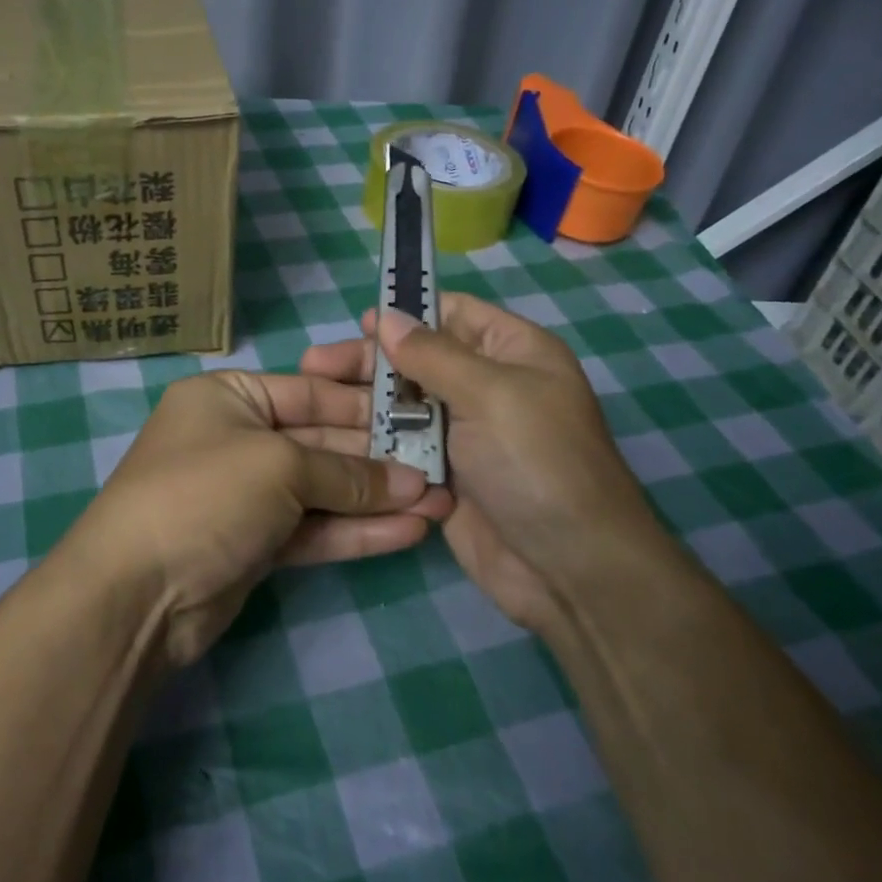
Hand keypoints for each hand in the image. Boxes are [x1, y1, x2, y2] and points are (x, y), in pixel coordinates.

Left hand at [61, 371, 452, 667]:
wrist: (136, 594)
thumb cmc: (205, 494)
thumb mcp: (279, 466)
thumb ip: (346, 473)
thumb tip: (412, 484)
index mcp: (229, 397)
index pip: (312, 392)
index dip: (367, 406)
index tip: (422, 415)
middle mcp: (237, 438)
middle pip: (322, 442)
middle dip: (380, 458)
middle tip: (443, 466)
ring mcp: (246, 495)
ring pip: (323, 490)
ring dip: (378, 498)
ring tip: (442, 503)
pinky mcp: (255, 544)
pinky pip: (313, 529)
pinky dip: (356, 530)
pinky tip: (409, 531)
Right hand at [300, 293, 674, 632]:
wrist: (568, 568)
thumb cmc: (537, 462)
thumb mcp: (490, 394)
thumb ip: (432, 354)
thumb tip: (387, 316)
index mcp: (513, 352)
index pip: (454, 314)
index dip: (408, 313)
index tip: (360, 323)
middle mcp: (487, 386)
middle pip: (419, 359)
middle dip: (371, 360)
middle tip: (314, 363)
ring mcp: (463, 433)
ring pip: (404, 404)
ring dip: (363, 400)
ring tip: (312, 395)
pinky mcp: (442, 474)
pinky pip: (402, 446)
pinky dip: (373, 439)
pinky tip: (330, 436)